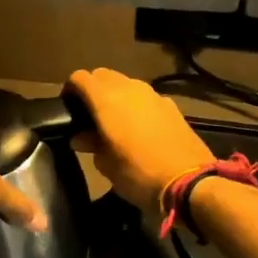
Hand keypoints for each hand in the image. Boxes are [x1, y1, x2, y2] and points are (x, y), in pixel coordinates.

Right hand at [66, 67, 213, 212]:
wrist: (190, 182)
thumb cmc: (139, 175)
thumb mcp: (107, 165)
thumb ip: (91, 144)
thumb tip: (81, 136)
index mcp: (106, 100)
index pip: (80, 77)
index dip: (71, 89)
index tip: (68, 107)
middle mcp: (129, 88)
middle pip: (103, 75)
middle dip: (93, 89)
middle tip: (89, 115)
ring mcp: (153, 95)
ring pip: (126, 83)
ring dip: (116, 95)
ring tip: (114, 121)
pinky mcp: (171, 105)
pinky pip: (145, 97)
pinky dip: (136, 104)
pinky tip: (139, 128)